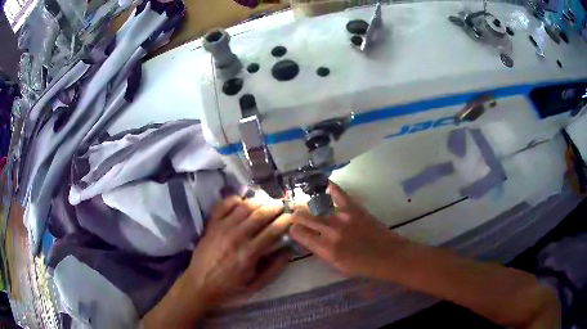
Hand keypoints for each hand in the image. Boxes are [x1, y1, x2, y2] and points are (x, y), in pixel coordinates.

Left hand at [186, 196, 292, 305]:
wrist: (200, 284)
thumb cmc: (230, 287)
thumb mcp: (256, 285)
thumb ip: (274, 269)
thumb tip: (288, 250)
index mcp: (249, 253)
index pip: (273, 230)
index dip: (286, 221)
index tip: (292, 218)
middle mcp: (236, 236)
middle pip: (260, 214)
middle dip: (274, 207)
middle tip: (281, 206)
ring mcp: (222, 228)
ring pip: (244, 206)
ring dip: (258, 202)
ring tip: (265, 203)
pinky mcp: (211, 224)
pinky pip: (224, 205)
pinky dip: (235, 199)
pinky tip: (242, 202)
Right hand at [290, 183, 407, 278]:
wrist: (388, 255)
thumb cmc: (362, 266)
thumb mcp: (336, 266)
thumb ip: (320, 251)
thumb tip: (307, 238)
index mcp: (326, 248)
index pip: (298, 233)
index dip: (293, 230)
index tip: (294, 229)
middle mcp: (331, 230)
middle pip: (303, 215)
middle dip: (295, 214)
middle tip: (294, 213)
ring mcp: (342, 216)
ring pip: (315, 204)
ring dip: (305, 203)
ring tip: (301, 201)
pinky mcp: (354, 207)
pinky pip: (337, 192)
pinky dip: (327, 187)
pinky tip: (320, 185)